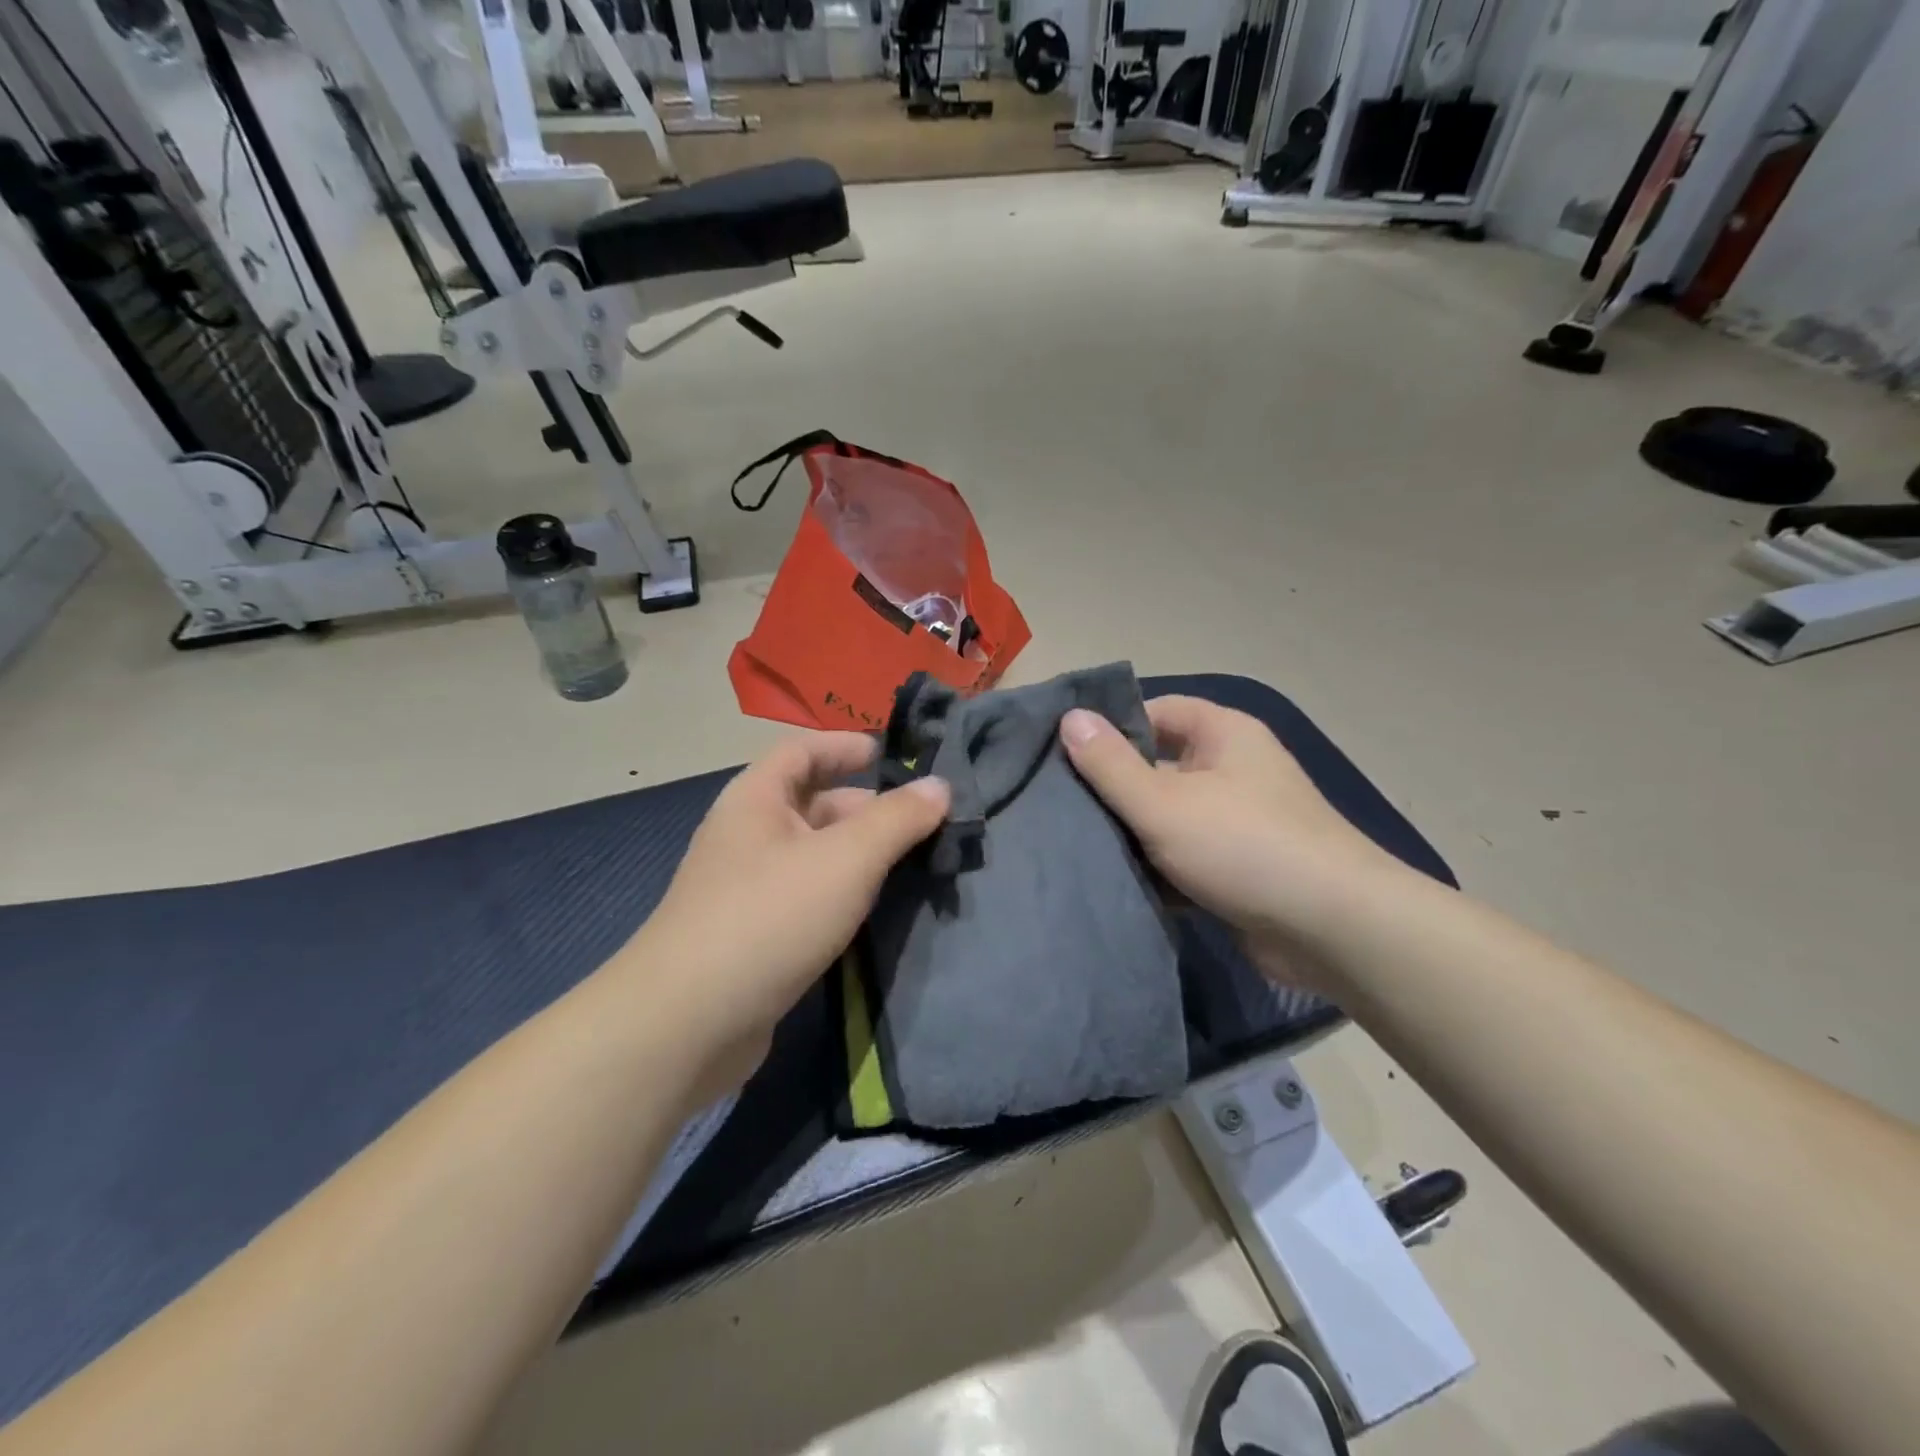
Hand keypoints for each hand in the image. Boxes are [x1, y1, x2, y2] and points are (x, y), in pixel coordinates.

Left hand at [623, 733, 949, 1094]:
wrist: (689, 1023)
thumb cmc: (771, 916)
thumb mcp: (847, 858)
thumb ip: (897, 818)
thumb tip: (940, 785)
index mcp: (756, 799)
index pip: (802, 750)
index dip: (845, 746)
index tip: (891, 756)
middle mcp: (746, 835)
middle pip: (811, 803)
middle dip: (865, 807)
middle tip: (920, 823)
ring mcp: (745, 888)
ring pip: (812, 854)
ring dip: (858, 854)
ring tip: (911, 865)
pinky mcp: (753, 934)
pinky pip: (806, 895)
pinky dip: (841, 893)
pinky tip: (873, 910)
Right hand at [1060, 697, 1400, 972]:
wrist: (1333, 930)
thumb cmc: (1243, 846)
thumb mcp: (1163, 803)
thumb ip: (1111, 765)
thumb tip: (1070, 718)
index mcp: (1223, 734)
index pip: (1155, 712)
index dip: (1112, 729)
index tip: (1066, 756)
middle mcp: (1232, 769)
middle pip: (1158, 766)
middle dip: (1114, 789)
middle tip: (1060, 805)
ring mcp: (1238, 820)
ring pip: (1168, 816)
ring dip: (1132, 833)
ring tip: (1075, 844)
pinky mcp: (1238, 866)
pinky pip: (1185, 854)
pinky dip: (1157, 866)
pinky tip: (1115, 880)